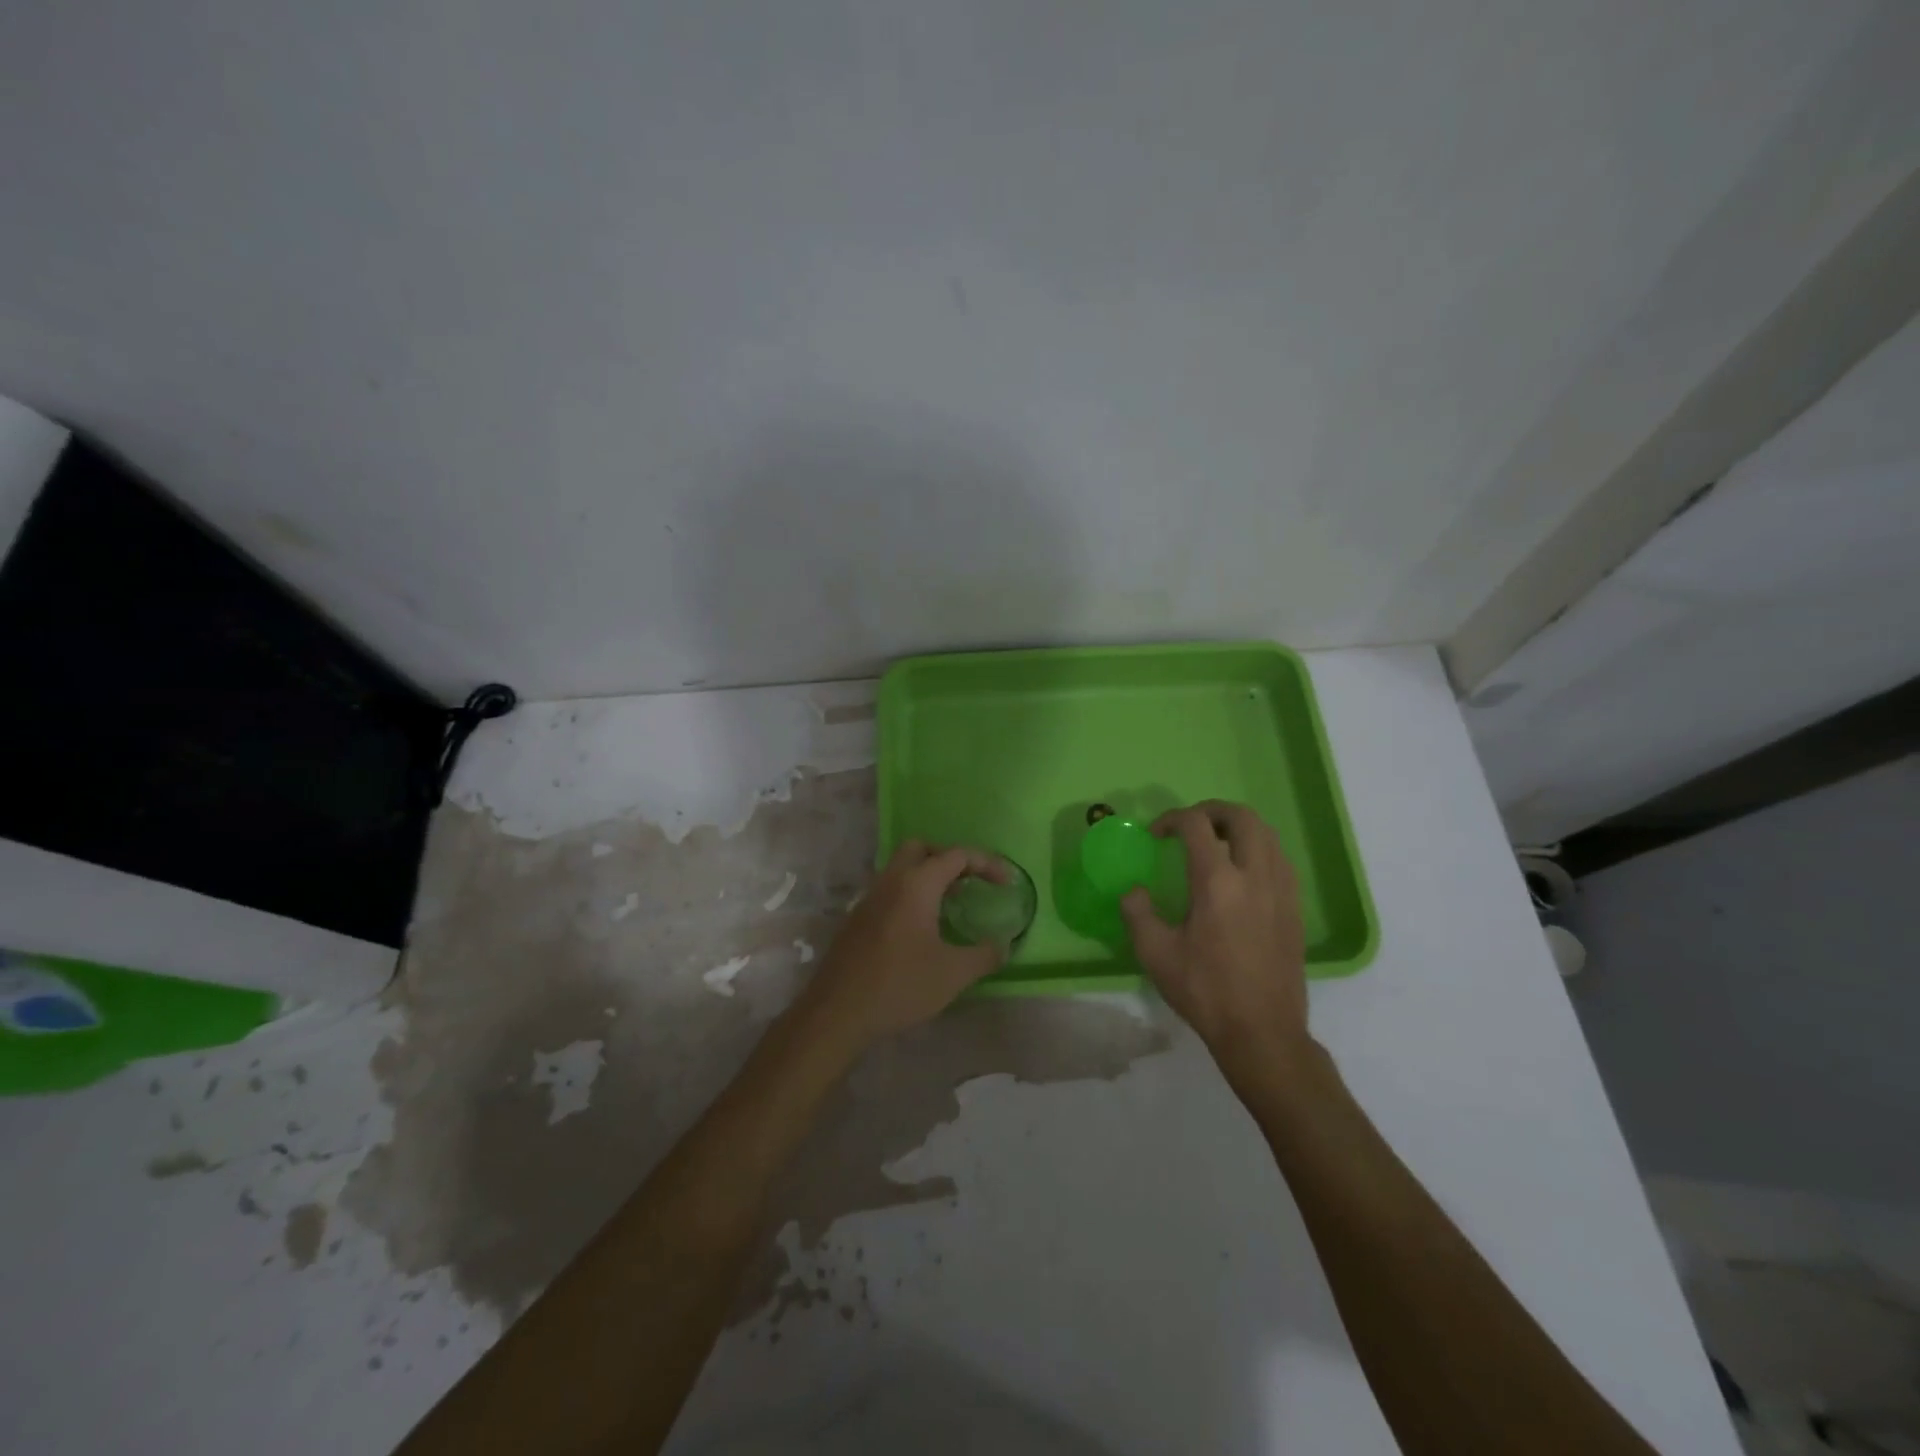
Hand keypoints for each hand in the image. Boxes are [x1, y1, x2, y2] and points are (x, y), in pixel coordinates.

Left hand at [797, 840, 1007, 1051]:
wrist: (837, 1011)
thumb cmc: (900, 985)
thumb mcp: (953, 974)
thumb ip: (984, 955)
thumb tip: (1004, 945)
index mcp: (916, 884)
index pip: (956, 855)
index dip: (986, 863)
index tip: (1006, 883)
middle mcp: (891, 881)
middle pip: (922, 849)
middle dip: (950, 859)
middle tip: (970, 883)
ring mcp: (869, 898)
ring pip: (901, 868)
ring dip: (928, 876)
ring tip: (951, 904)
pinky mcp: (857, 918)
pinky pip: (889, 890)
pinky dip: (911, 894)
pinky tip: (922, 927)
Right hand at [1120, 801, 1312, 1092]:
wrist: (1263, 1032)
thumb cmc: (1205, 991)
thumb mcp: (1155, 954)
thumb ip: (1137, 913)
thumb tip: (1134, 891)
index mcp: (1217, 883)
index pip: (1196, 826)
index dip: (1172, 819)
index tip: (1156, 835)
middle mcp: (1255, 876)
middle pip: (1242, 817)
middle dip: (1211, 811)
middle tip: (1189, 825)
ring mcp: (1281, 890)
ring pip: (1267, 834)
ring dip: (1238, 827)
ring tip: (1214, 843)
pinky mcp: (1294, 908)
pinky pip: (1280, 858)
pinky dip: (1258, 849)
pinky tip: (1240, 873)